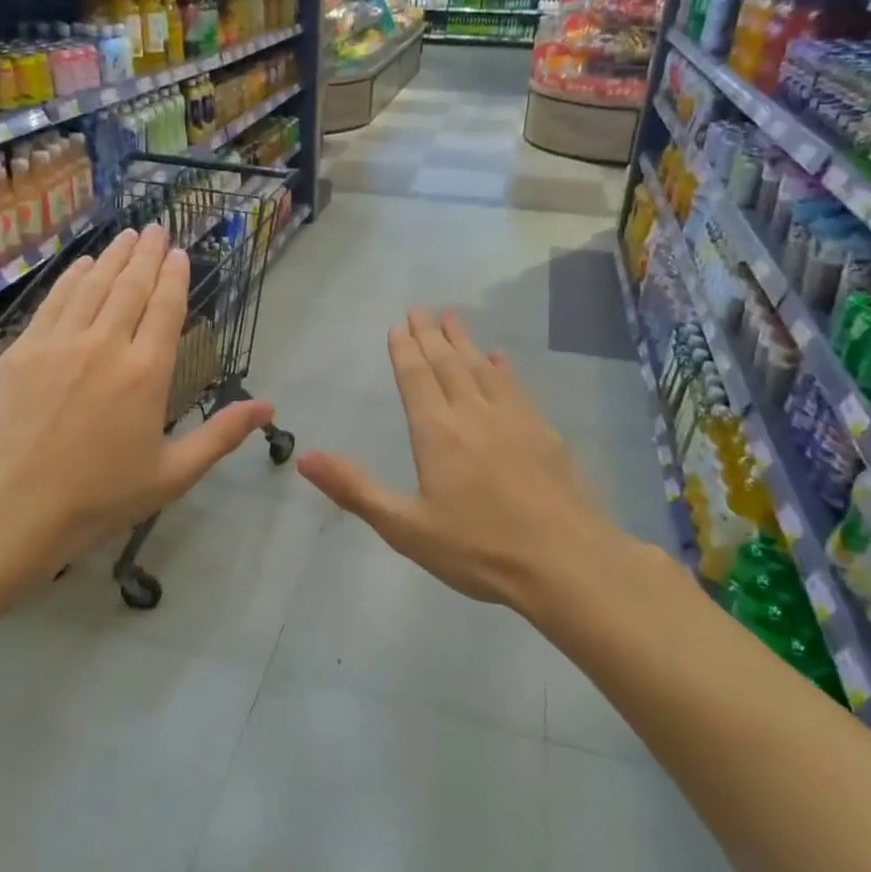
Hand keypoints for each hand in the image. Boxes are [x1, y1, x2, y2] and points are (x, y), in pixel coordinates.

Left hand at [0, 224, 273, 605]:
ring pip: (93, 285)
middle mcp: (107, 344)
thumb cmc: (99, 496)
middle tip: (156, 228)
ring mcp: (60, 342)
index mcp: (147, 373)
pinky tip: (82, 264)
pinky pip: (55, 300)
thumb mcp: (172, 474)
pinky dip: (73, 277)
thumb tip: (269, 407)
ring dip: (113, 256)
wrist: (10, 505)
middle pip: (131, 286)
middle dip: (147, 254)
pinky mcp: (22, 349)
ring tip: (127, 235)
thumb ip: (220, 435)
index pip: (166, 308)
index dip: (175, 276)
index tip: (180, 253)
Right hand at [297, 309, 621, 612]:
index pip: (416, 379)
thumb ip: (355, 489)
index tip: (398, 325)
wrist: (565, 562)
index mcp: (437, 433)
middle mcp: (473, 414)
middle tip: (421, 308)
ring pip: (482, 369)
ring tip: (453, 319)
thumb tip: (305, 457)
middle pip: (448, 364)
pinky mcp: (544, 434)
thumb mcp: (405, 528)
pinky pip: (517, 388)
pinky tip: (500, 360)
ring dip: (465, 342)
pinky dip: (503, 369)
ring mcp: (513, 420)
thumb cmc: (478, 549)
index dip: (404, 351)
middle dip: (431, 335)